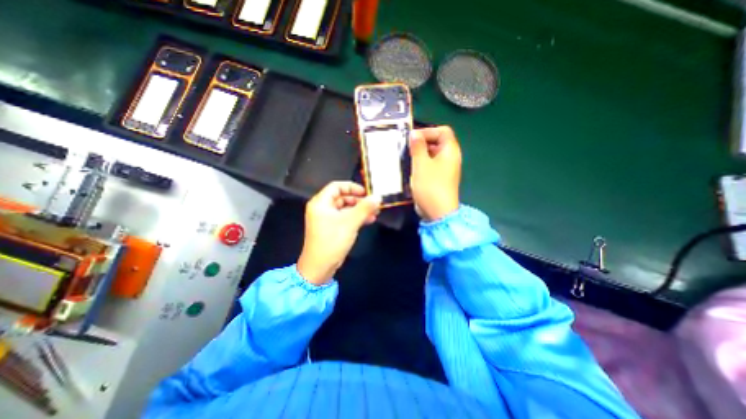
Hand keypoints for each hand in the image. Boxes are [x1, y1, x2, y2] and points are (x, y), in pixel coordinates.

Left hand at [297, 181, 380, 286]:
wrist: (320, 267)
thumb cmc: (332, 241)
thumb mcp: (350, 222)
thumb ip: (365, 208)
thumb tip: (378, 197)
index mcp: (321, 203)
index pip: (336, 186)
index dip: (352, 187)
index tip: (366, 192)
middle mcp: (322, 208)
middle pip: (342, 197)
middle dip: (359, 200)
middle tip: (373, 203)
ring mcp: (327, 219)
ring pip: (345, 208)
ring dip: (360, 209)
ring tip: (375, 212)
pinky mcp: (332, 228)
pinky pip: (345, 218)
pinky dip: (356, 218)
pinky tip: (369, 220)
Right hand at [407, 125, 461, 220]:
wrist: (438, 212)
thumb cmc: (430, 185)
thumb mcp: (421, 164)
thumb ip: (417, 147)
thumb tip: (415, 133)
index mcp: (450, 150)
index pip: (443, 131)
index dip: (428, 131)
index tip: (413, 137)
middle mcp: (450, 158)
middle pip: (437, 142)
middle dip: (421, 142)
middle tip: (406, 147)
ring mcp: (445, 169)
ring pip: (432, 155)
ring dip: (419, 154)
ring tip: (406, 157)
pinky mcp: (439, 179)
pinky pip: (430, 166)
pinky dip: (421, 164)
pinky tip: (410, 169)